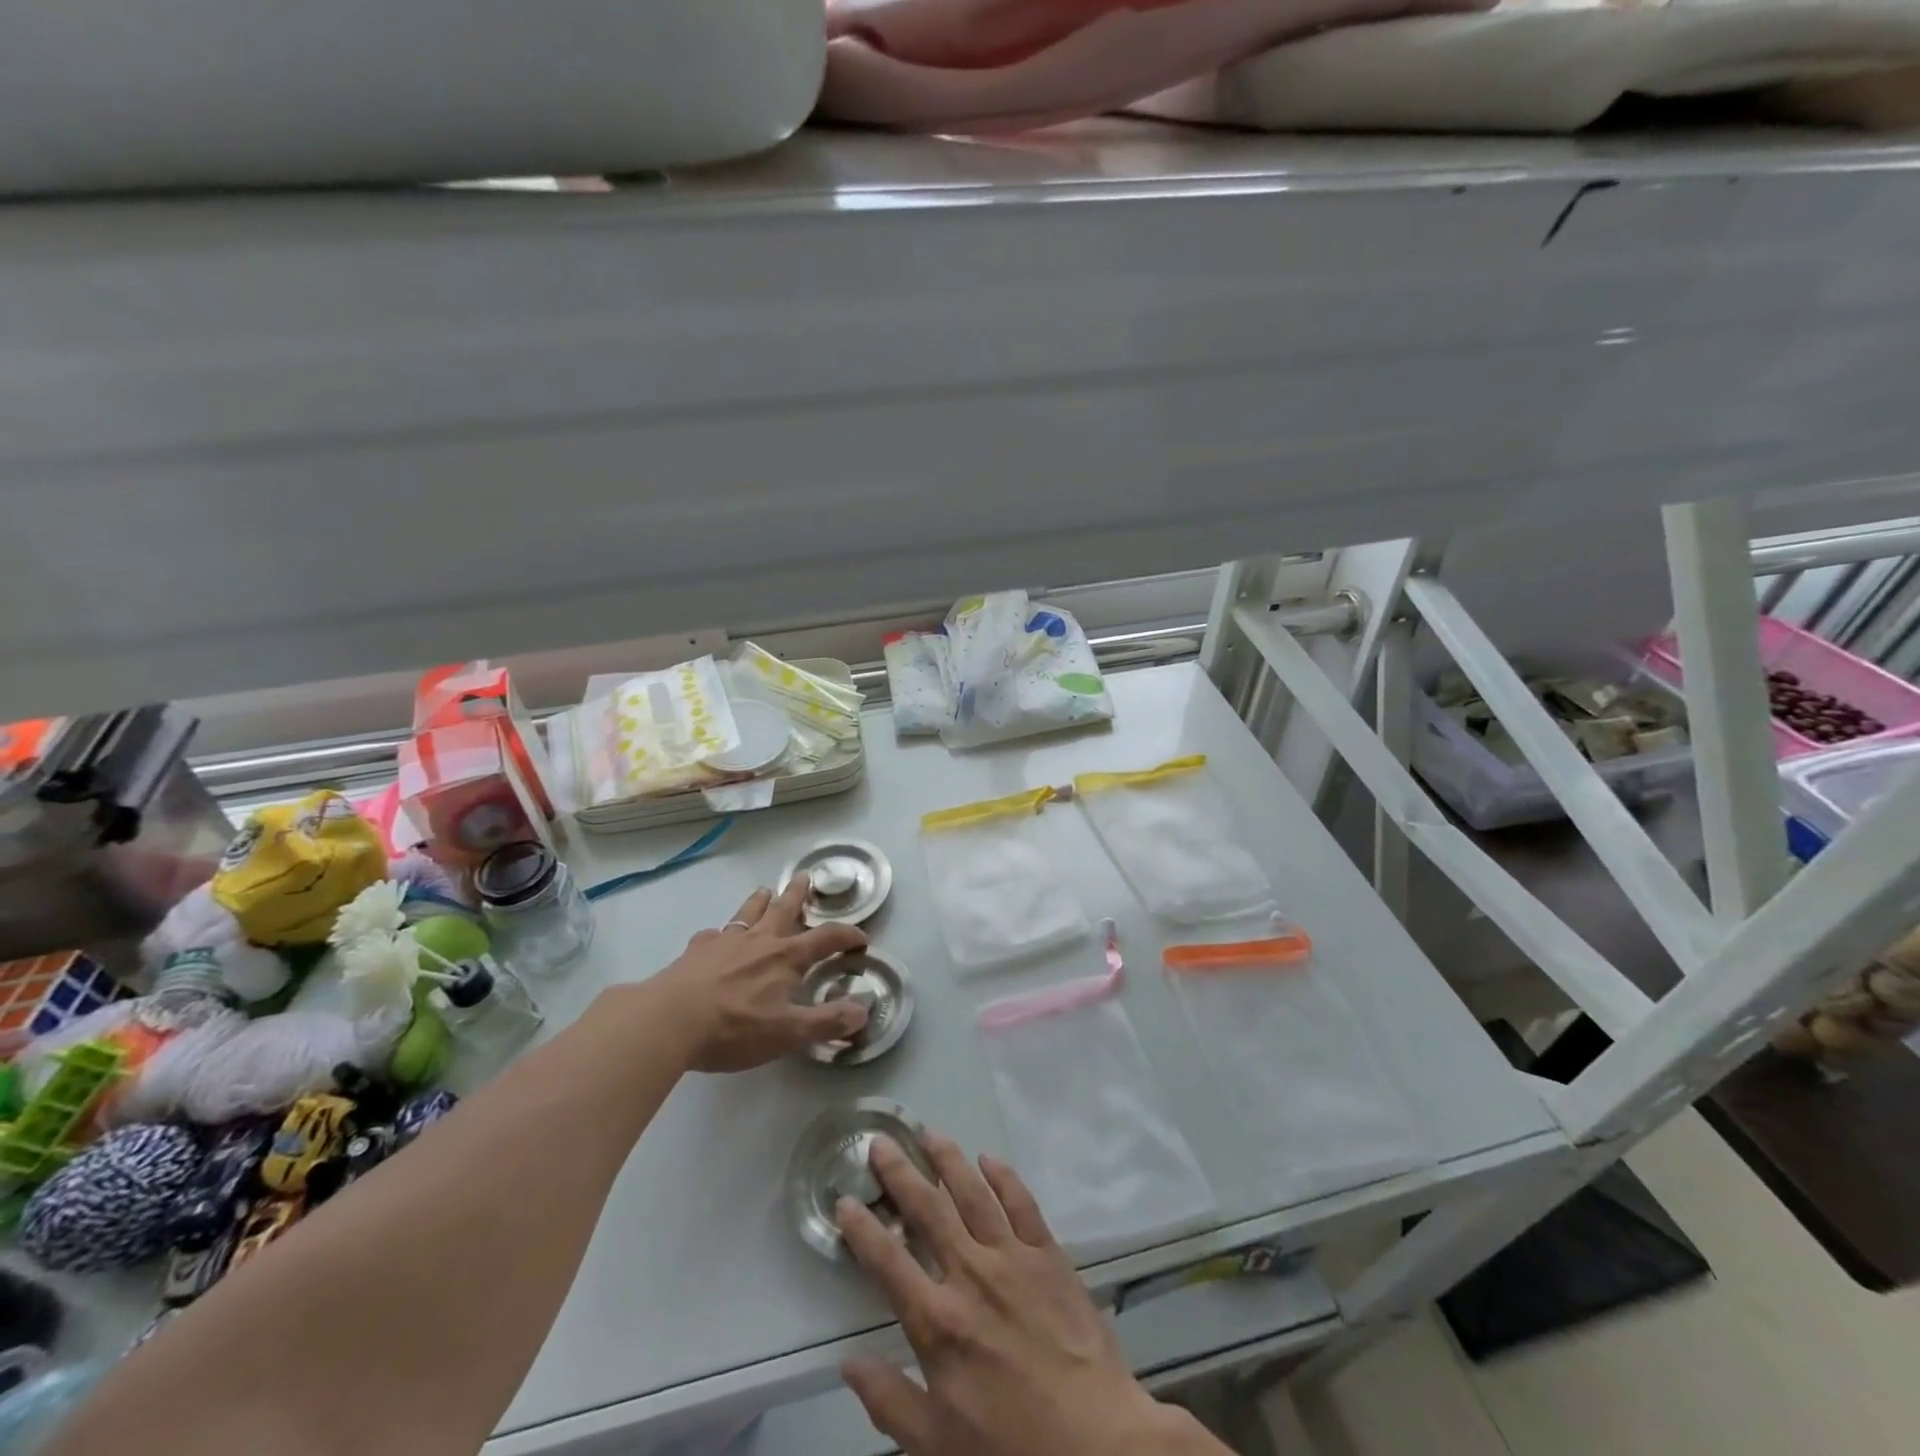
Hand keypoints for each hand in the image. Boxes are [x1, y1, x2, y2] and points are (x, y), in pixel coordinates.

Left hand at [651, 880, 869, 1072]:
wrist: (669, 1020)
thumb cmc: (735, 1027)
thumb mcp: (788, 1033)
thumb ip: (827, 1021)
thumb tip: (863, 1009)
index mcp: (786, 958)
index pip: (826, 939)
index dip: (847, 936)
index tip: (861, 938)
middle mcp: (759, 941)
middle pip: (783, 910)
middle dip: (798, 895)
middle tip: (805, 876)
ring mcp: (725, 943)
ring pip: (747, 914)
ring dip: (759, 901)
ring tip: (764, 891)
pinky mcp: (695, 952)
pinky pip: (712, 935)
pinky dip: (719, 934)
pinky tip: (714, 938)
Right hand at [838, 1136, 1217, 1455]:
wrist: (1098, 1443)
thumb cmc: (1012, 1448)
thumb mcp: (938, 1445)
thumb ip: (890, 1401)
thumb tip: (849, 1362)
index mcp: (939, 1322)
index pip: (888, 1262)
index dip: (862, 1228)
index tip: (844, 1199)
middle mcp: (971, 1275)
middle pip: (928, 1210)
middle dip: (900, 1173)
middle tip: (881, 1142)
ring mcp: (1013, 1258)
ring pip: (973, 1193)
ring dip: (949, 1159)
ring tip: (929, 1133)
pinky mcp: (1049, 1254)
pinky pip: (1023, 1203)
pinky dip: (1004, 1177)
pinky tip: (989, 1159)